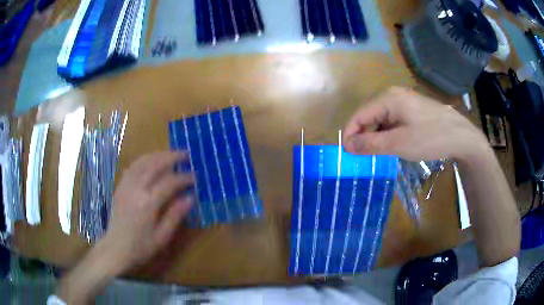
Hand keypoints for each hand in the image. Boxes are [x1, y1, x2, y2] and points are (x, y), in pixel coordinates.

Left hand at [99, 151, 194, 273]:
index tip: (195, 176)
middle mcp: (136, 189)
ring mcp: (126, 185)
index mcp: (148, 204)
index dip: (183, 178)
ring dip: (158, 155)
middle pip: (154, 165)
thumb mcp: (162, 237)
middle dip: (172, 157)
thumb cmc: (141, 247)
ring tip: (171, 154)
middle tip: (186, 154)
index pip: (169, 182)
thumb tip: (190, 197)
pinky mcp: (120, 186)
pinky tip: (151, 161)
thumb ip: (175, 215)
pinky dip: (144, 160)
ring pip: (142, 162)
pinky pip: (133, 167)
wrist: (116, 248)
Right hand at [343, 87, 488, 161]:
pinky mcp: (411, 109)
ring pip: (380, 119)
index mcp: (387, 98)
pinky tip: (393, 145)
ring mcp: (403, 101)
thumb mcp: (399, 144)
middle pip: (368, 115)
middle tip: (364, 158)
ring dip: (376, 136)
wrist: (461, 136)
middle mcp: (392, 95)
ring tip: (379, 154)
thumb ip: (371, 144)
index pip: (358, 115)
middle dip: (363, 136)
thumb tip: (347, 145)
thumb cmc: (430, 138)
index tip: (347, 155)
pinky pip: (392, 120)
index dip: (350, 135)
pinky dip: (388, 133)